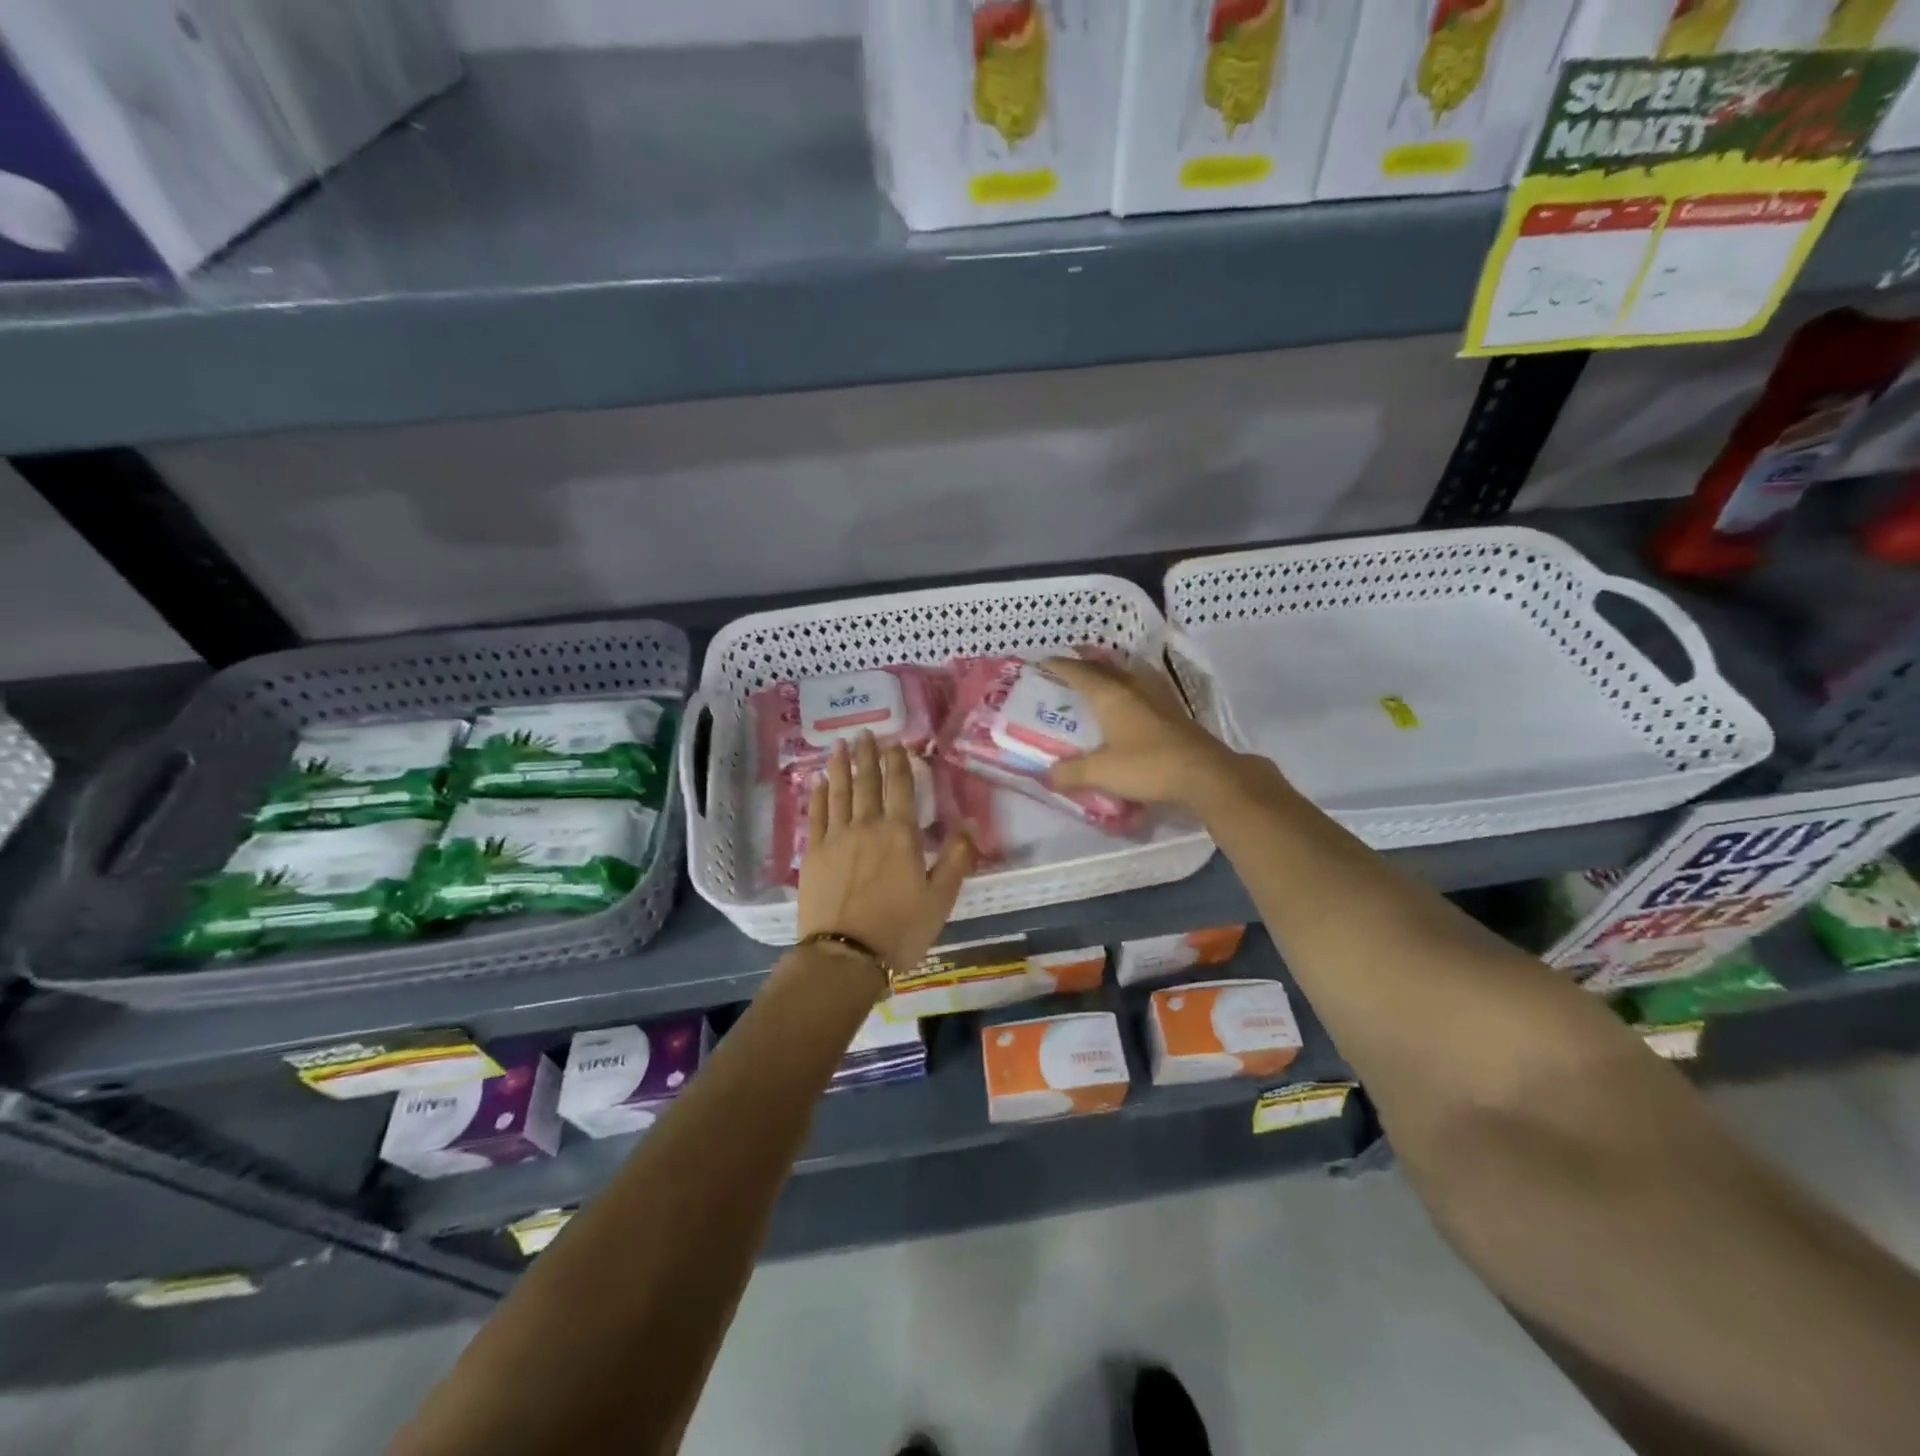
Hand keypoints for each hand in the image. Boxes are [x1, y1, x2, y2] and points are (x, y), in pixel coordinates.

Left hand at [798, 733, 972, 983]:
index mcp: (901, 834)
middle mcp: (867, 826)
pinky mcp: (812, 853)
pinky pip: (816, 815)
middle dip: (868, 755)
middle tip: (865, 733)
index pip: (900, 787)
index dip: (898, 762)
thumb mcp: (941, 898)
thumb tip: (968, 824)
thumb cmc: (900, 930)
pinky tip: (819, 782)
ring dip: (841, 766)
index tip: (895, 743)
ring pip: (839, 792)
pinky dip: (818, 795)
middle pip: (867, 782)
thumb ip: (957, 859)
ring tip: (840, 745)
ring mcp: (836, 838)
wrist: (845, 956)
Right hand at [1042, 656, 1252, 811]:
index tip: (1042, 663)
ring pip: (1126, 674)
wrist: (1204, 774)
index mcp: (1111, 695)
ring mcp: (1157, 696)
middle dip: (1083, 664)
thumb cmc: (1147, 766)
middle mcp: (1133, 687)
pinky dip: (1127, 687)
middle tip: (1066, 668)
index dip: (1059, 666)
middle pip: (1103, 667)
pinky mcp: (1173, 710)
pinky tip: (1129, 699)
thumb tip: (1045, 775)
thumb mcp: (1100, 773)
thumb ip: (1069, 773)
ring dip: (1108, 672)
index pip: (1078, 672)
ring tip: (1096, 678)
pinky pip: (1142, 688)